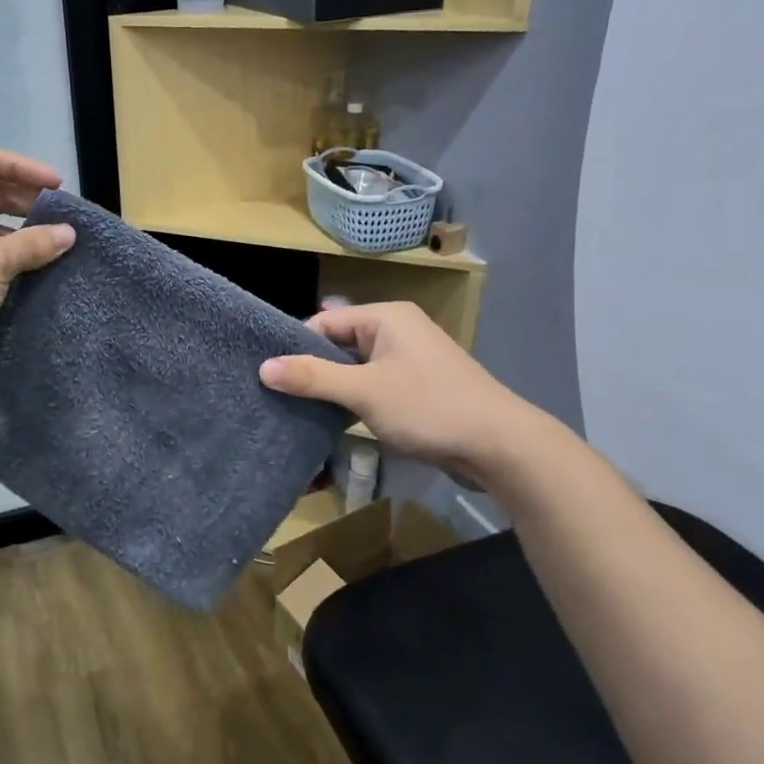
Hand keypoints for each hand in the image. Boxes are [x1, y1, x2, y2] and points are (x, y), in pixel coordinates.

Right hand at [258, 303, 550, 483]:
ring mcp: (409, 361)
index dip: (295, 346)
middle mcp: (397, 331)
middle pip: (339, 344)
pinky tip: (332, 422)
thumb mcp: (364, 391)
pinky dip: (354, 401)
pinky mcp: (417, 389)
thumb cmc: (429, 406)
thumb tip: (263, 367)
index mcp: (386, 318)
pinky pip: (373, 387)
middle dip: (312, 369)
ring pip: (355, 369)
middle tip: (277, 395)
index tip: (268, 375)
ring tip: (296, 410)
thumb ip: (313, 377)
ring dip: (332, 389)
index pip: (325, 321)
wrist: (500, 445)